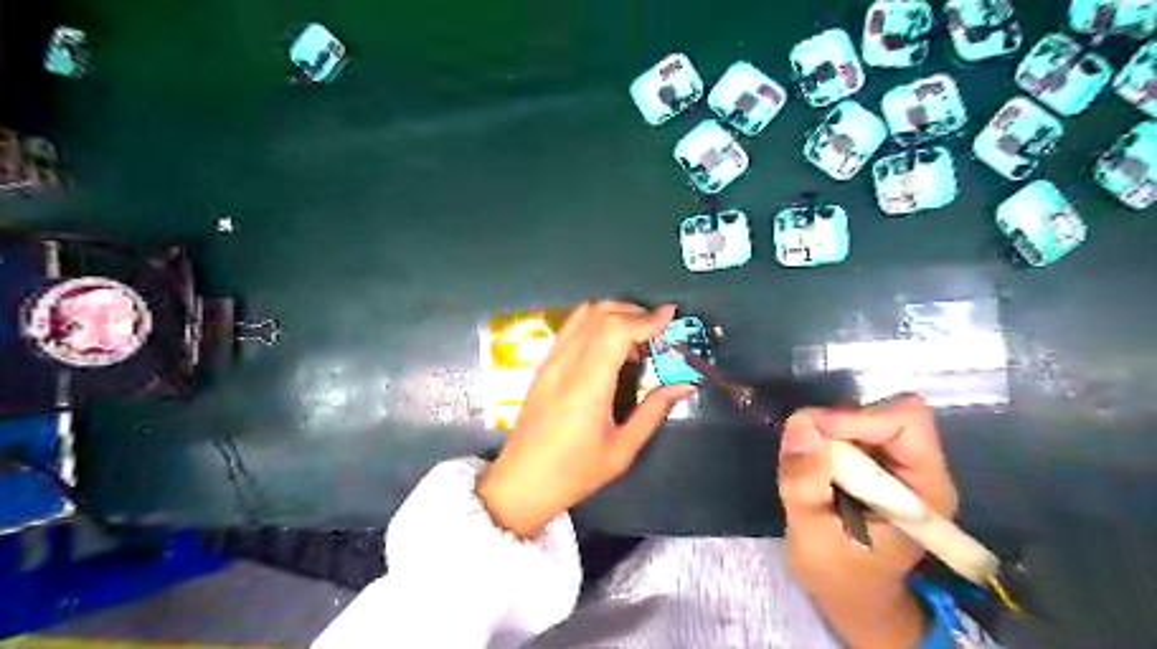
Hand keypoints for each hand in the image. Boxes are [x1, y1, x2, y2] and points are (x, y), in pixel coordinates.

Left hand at [476, 303, 693, 537]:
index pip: (617, 329)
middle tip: (658, 331)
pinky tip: (609, 349)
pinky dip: (596, 324)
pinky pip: (571, 328)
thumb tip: (686, 386)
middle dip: (634, 312)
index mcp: (588, 383)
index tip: (671, 316)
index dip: (647, 318)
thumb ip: (654, 411)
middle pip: (601, 312)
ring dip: (614, 314)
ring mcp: (551, 360)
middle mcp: (567, 362)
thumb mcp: (622, 449)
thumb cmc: (574, 472)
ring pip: (584, 314)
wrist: (521, 482)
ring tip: (636, 340)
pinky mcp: (544, 365)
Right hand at [777, 392, 959, 645]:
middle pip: (886, 413)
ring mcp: (900, 465)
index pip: (906, 422)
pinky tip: (815, 467)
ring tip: (808, 465)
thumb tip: (800, 422)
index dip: (857, 418)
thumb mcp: (811, 533)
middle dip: (839, 424)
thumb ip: (804, 481)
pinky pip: (852, 429)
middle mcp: (921, 470)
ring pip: (867, 416)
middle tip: (803, 451)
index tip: (812, 434)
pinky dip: (827, 438)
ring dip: (830, 431)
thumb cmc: (836, 574)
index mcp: (925, 491)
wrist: (849, 594)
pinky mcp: (879, 463)